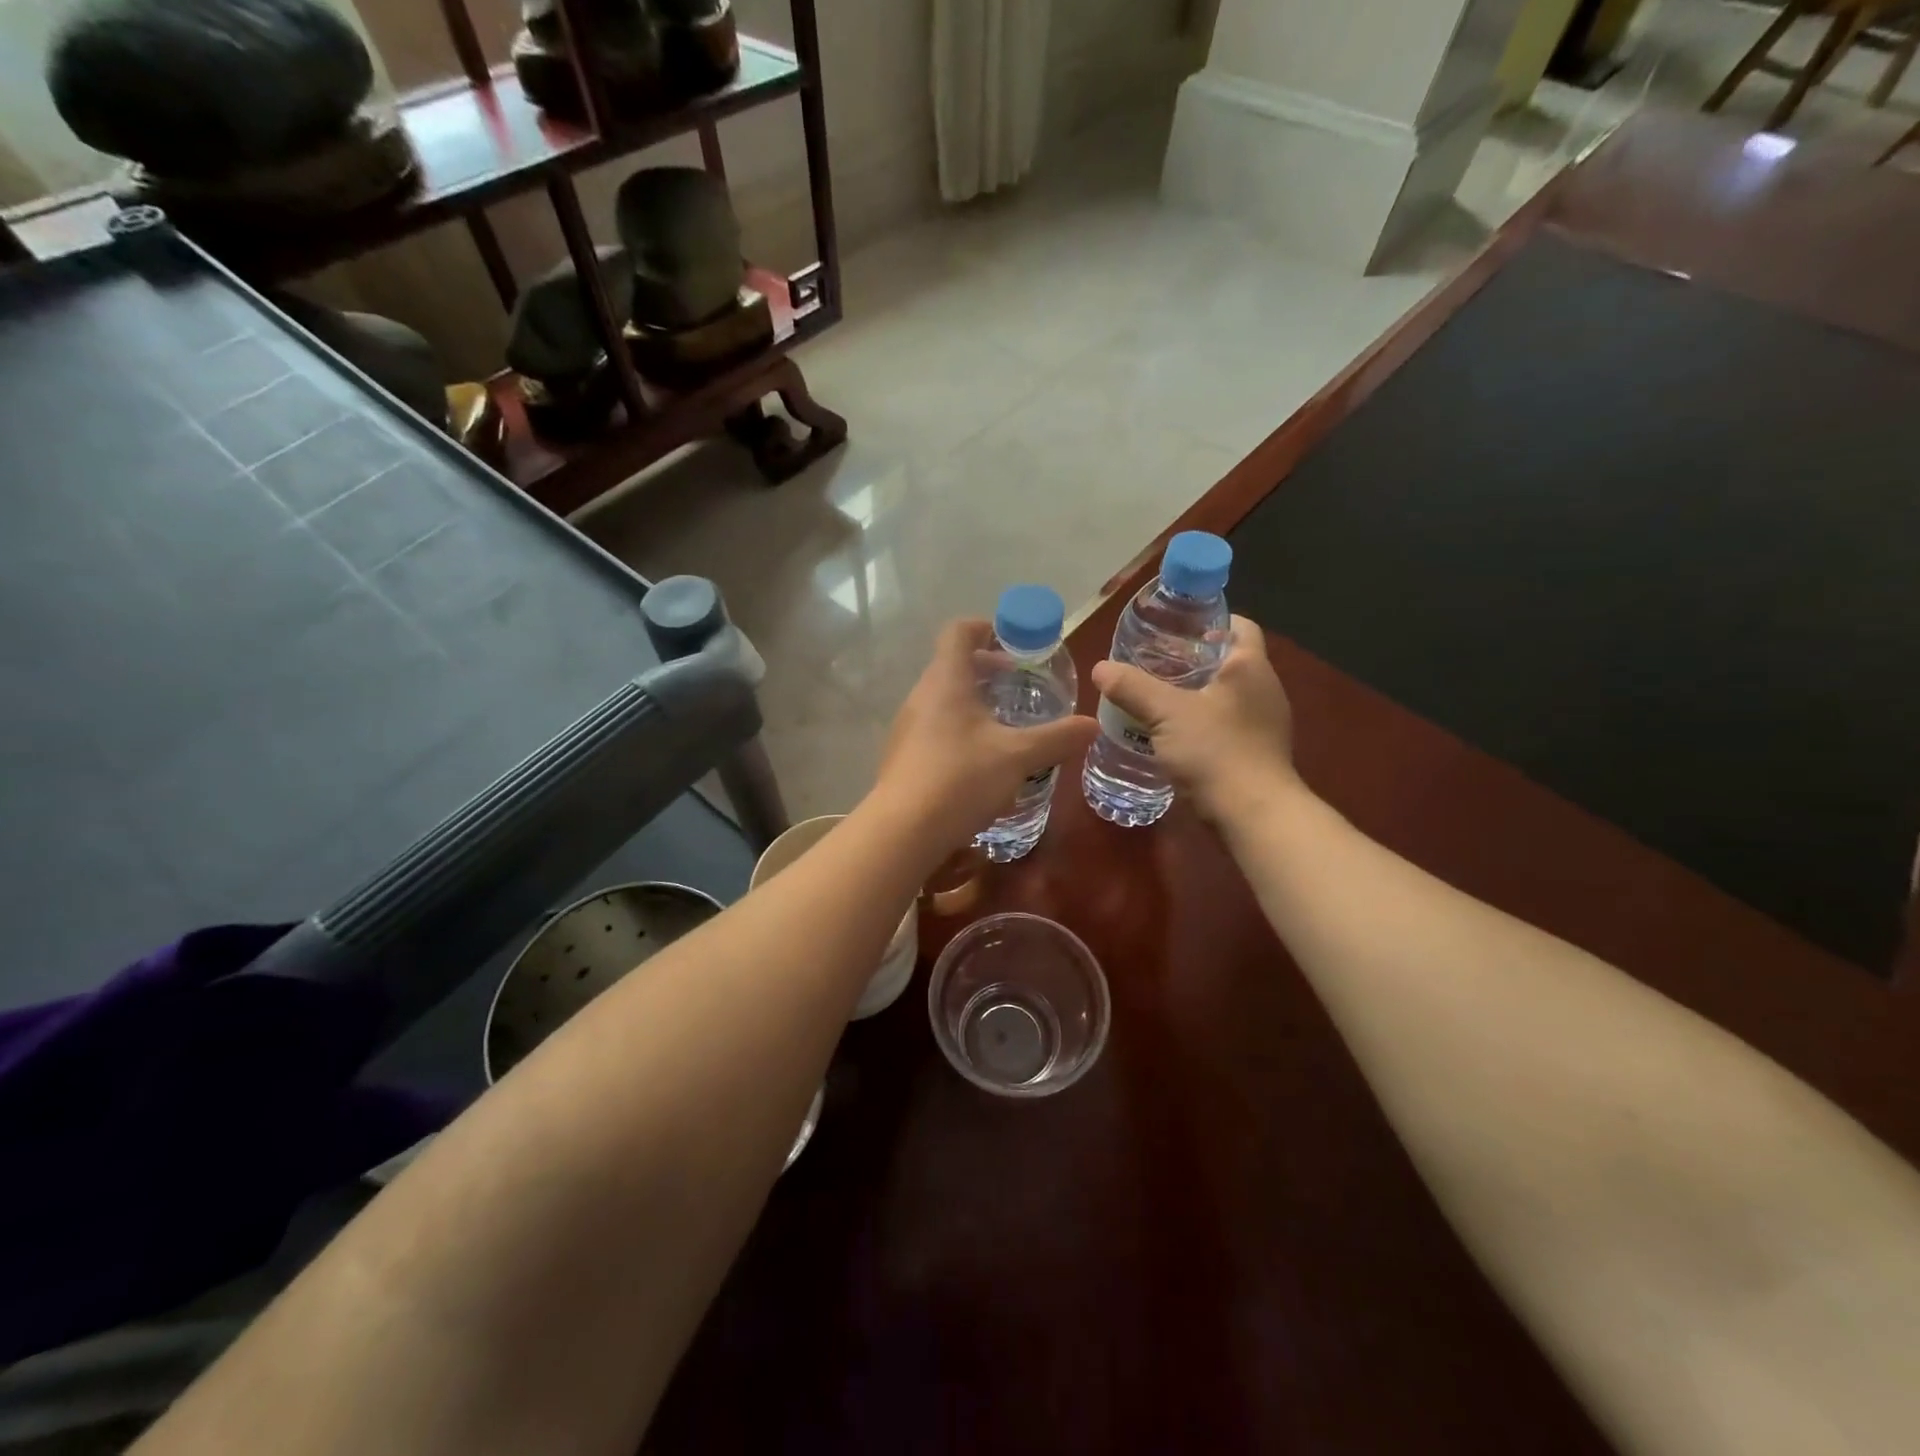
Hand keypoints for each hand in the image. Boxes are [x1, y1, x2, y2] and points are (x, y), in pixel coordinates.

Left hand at [873, 619, 1097, 851]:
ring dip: (975, 702)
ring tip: (1007, 724)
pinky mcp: (904, 756)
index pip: (959, 631)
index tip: (1014, 641)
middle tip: (1021, 686)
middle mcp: (922, 696)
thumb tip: (1093, 725)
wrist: (903, 832)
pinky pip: (936, 727)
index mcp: (946, 680)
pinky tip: (983, 760)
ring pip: (944, 699)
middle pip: (953, 665)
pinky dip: (961, 729)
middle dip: (988, 670)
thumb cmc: (961, 779)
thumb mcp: (1018, 757)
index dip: (987, 627)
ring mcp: (908, 727)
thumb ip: (1057, 738)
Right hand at [1090, 615, 1297, 824]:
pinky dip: (1201, 723)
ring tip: (1155, 698)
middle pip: (1228, 661)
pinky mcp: (1257, 753)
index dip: (1209, 622)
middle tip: (1153, 663)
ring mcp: (1264, 724)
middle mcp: (1264, 690)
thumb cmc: (1216, 751)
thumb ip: (1132, 687)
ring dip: (1194, 694)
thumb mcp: (1166, 713)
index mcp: (1250, 667)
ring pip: (1225, 696)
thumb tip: (1100, 668)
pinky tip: (1172, 735)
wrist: (1253, 815)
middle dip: (1192, 660)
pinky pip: (1226, 725)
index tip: (1174, 630)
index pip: (1238, 626)